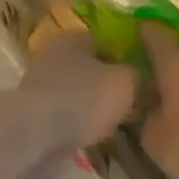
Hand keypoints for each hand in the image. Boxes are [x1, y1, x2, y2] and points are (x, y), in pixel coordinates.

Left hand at [17, 32, 137, 169]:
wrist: (35, 135)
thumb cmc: (83, 99)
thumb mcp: (125, 83)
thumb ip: (138, 76)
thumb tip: (142, 78)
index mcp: (73, 39)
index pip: (106, 41)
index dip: (126, 58)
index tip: (143, 78)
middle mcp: (53, 57)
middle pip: (90, 69)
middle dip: (108, 85)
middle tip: (133, 104)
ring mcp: (40, 86)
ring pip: (77, 94)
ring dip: (93, 109)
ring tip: (118, 126)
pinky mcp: (35, 115)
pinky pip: (65, 118)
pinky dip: (79, 127)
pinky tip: (96, 140)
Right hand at [138, 24, 178, 178]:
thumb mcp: (155, 141)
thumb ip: (143, 117)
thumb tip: (142, 105)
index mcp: (175, 66)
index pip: (154, 36)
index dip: (142, 33)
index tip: (131, 35)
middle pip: (177, 58)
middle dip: (161, 70)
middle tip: (145, 87)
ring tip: (171, 109)